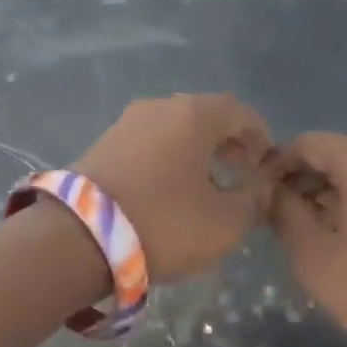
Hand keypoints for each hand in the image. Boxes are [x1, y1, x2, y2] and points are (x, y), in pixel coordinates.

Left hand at [76, 95, 274, 281]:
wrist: (78, 238)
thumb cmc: (164, 224)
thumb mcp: (225, 223)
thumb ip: (254, 200)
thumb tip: (261, 186)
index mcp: (193, 115)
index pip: (239, 111)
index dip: (260, 135)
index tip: (268, 162)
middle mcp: (158, 107)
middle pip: (204, 116)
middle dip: (229, 142)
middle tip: (242, 171)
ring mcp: (125, 124)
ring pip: (174, 130)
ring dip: (197, 152)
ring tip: (209, 184)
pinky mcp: (101, 146)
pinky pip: (149, 144)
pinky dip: (169, 159)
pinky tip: (172, 189)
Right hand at [268, 132, 346, 338]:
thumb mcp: (310, 251)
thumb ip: (283, 210)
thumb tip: (271, 189)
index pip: (311, 143)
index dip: (279, 162)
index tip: (260, 190)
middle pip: (336, 154)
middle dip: (303, 177)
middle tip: (277, 210)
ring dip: (327, 190)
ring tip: (303, 223)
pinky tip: (335, 228)